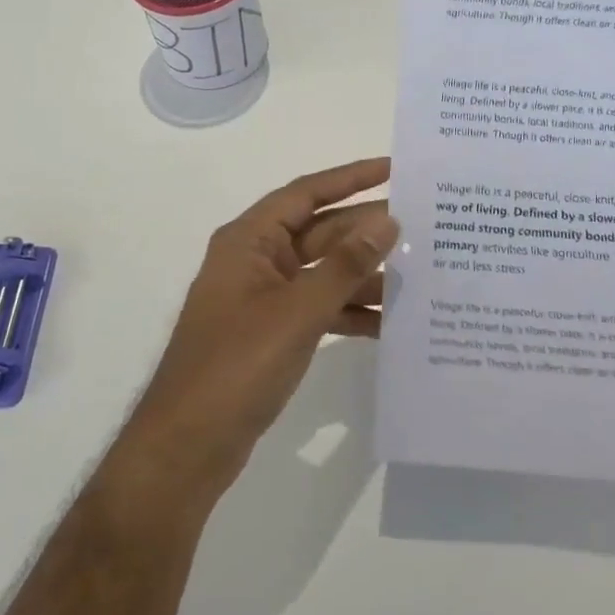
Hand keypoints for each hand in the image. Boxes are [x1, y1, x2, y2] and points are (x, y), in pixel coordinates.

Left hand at [119, 159, 398, 500]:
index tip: (394, 168)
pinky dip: (350, 312)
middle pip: (320, 232)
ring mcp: (265, 298)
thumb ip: (344, 265)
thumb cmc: (237, 365)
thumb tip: (388, 222)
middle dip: (367, 232)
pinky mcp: (273, 332)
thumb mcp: (297, 311)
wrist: (189, 446)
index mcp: (250, 240)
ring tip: (420, 275)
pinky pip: (320, 308)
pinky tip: (391, 322)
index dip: (350, 177)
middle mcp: (257, 260)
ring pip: (324, 272)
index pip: (306, 193)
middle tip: (424, 227)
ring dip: (364, 275)